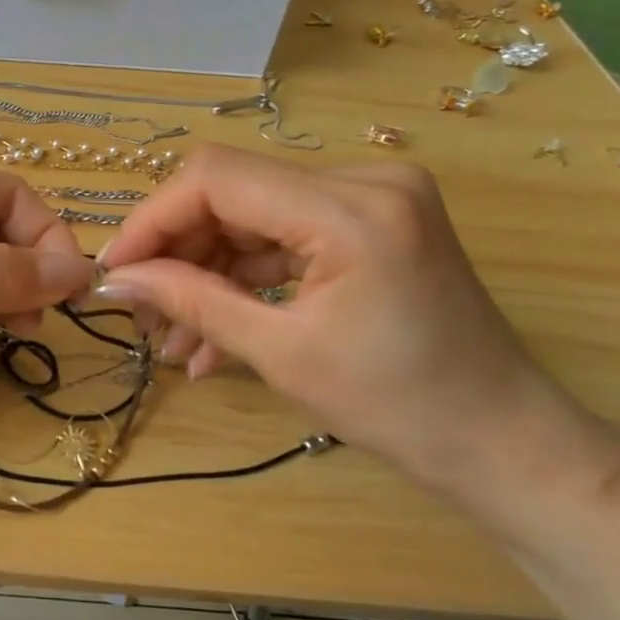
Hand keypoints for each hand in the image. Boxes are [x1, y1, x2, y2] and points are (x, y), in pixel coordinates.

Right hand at [92, 145, 587, 493]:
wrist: (502, 442)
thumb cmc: (399, 408)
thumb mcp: (281, 354)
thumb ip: (192, 301)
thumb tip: (118, 280)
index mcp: (351, 207)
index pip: (218, 178)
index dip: (154, 218)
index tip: (117, 270)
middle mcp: (365, 180)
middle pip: (233, 191)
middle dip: (178, 251)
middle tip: (142, 312)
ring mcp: (372, 197)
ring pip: (253, 217)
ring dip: (208, 272)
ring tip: (173, 339)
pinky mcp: (371, 222)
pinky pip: (286, 238)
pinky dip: (246, 279)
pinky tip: (213, 334)